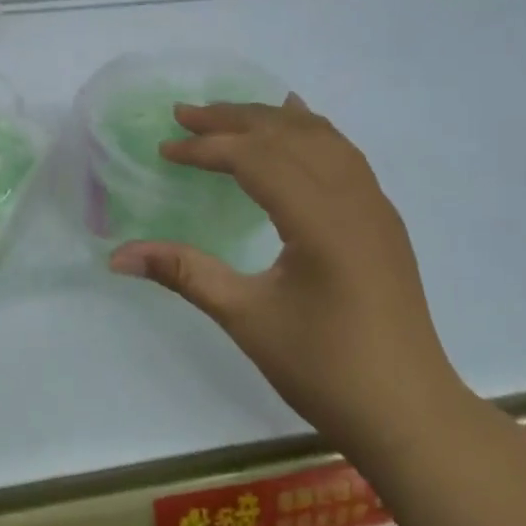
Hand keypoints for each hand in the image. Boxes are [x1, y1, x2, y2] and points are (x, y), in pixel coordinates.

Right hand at [109, 97, 466, 453]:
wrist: (407, 412)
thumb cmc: (324, 368)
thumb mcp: (246, 318)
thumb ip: (184, 273)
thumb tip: (118, 255)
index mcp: (321, 221)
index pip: (257, 159)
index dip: (207, 148)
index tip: (165, 150)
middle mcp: (354, 199)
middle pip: (289, 135)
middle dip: (234, 118)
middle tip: (184, 114)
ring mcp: (375, 207)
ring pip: (322, 138)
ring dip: (271, 120)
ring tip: (229, 113)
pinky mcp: (383, 221)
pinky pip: (345, 156)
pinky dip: (311, 132)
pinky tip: (298, 125)